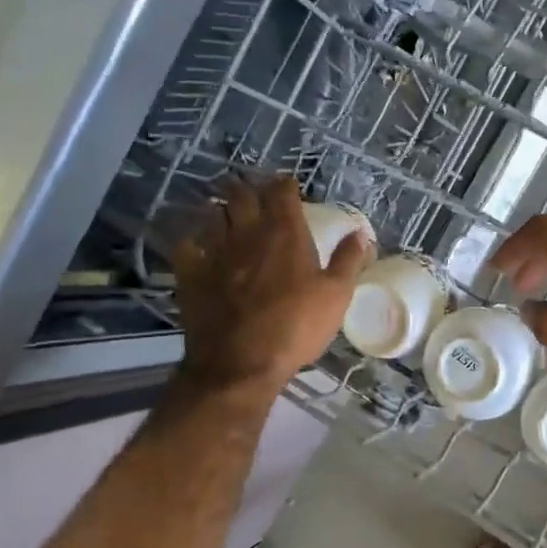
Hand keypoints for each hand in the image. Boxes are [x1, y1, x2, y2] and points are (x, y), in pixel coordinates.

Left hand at [170, 176, 369, 397]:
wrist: (241, 362)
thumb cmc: (296, 327)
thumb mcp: (336, 295)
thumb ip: (348, 260)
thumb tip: (360, 232)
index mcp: (285, 233)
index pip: (282, 191)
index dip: (285, 185)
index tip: (289, 187)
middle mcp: (247, 232)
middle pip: (242, 194)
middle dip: (250, 191)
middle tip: (256, 198)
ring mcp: (215, 251)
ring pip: (214, 215)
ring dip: (223, 212)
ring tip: (230, 218)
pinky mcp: (190, 273)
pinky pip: (187, 245)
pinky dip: (193, 242)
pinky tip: (199, 248)